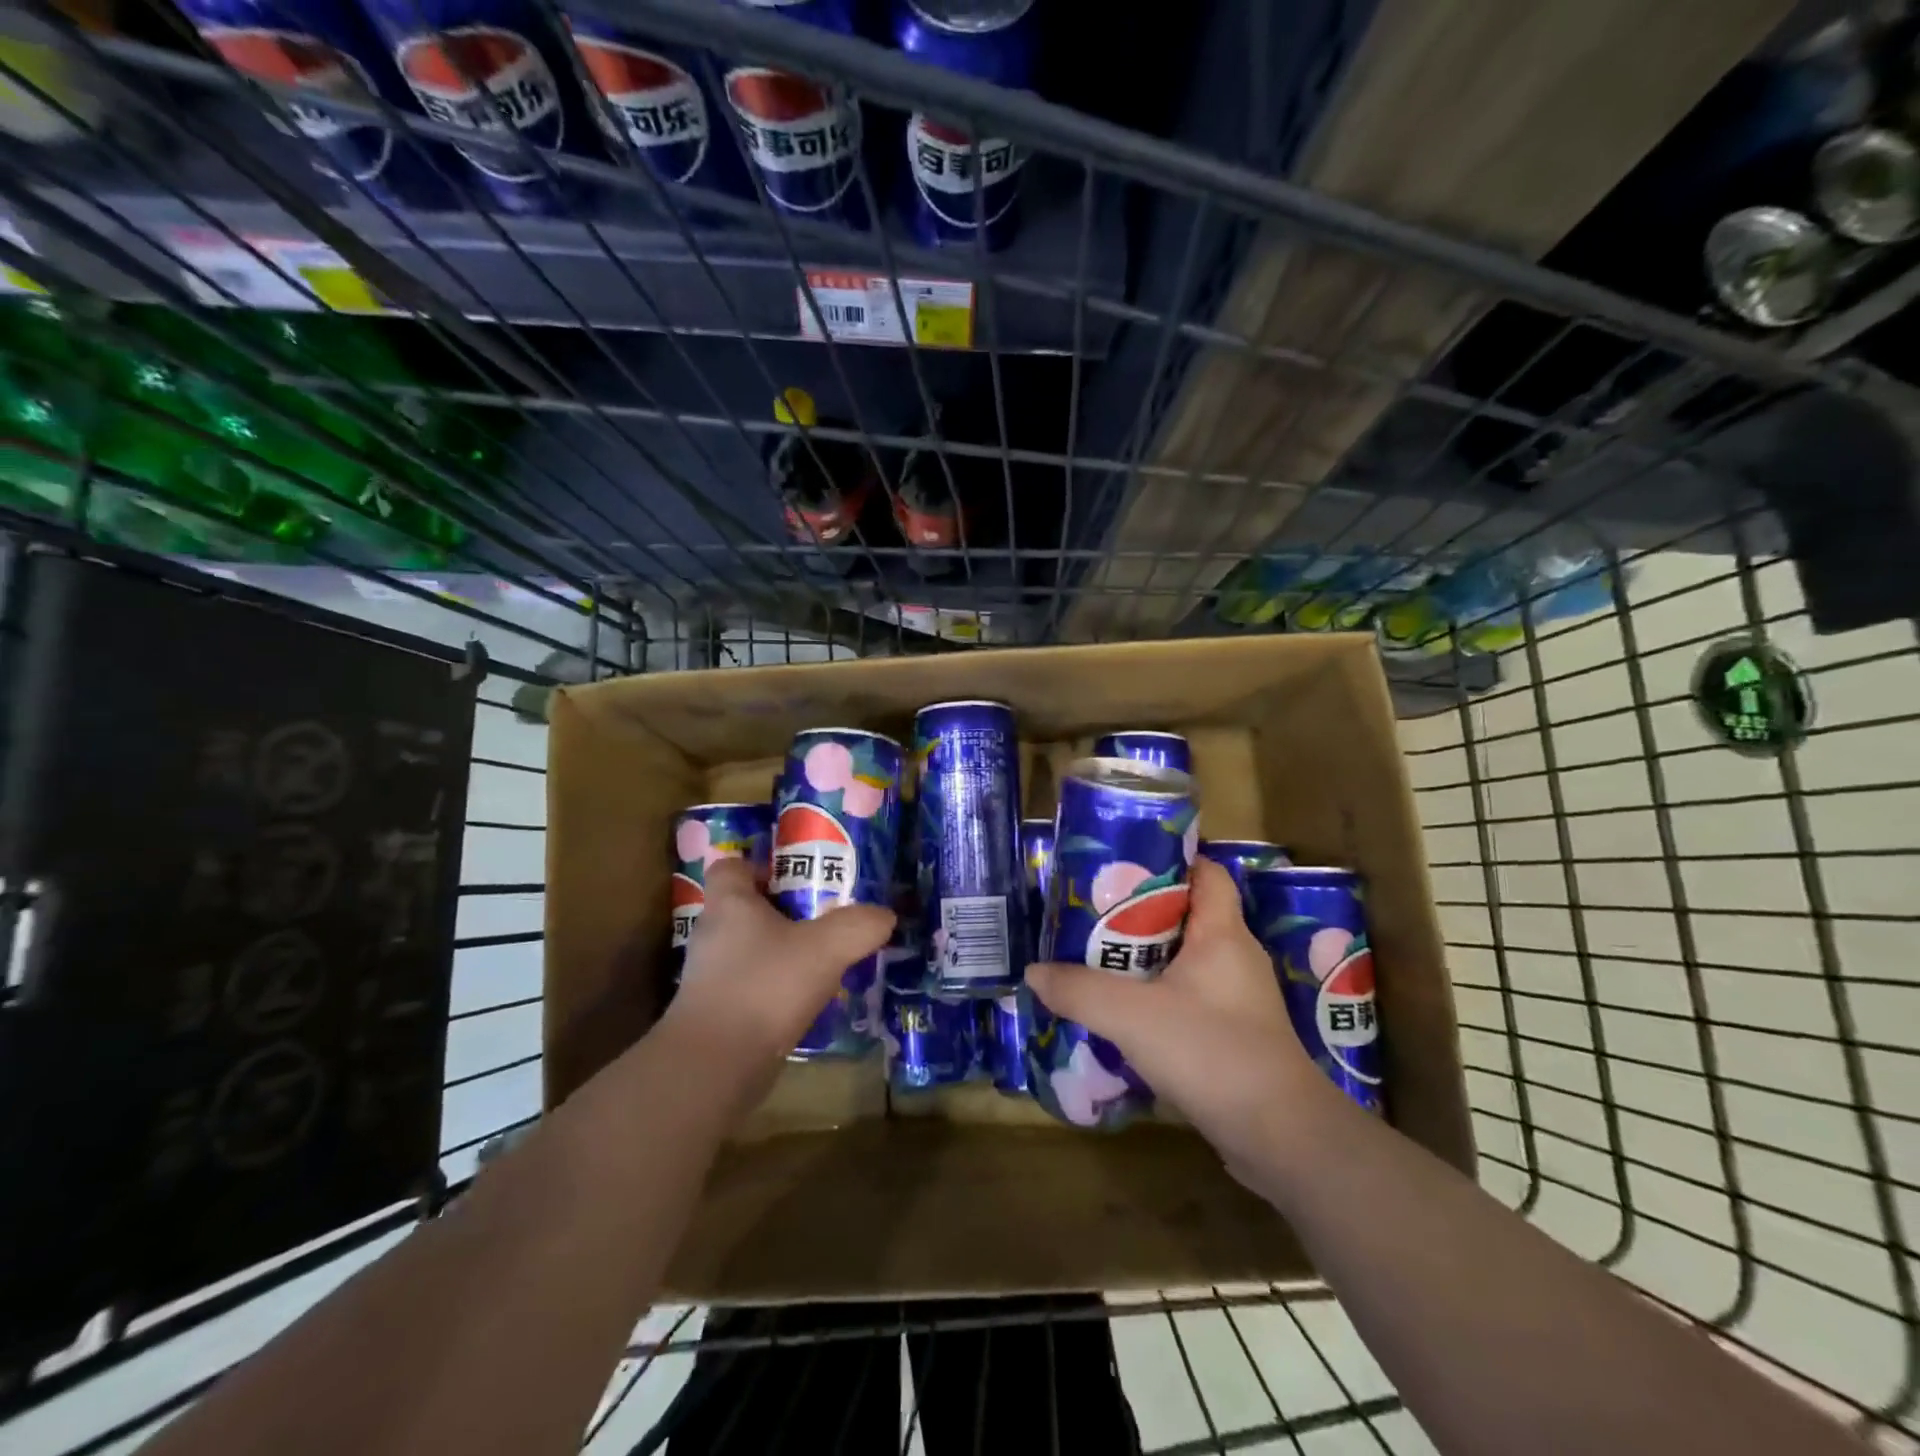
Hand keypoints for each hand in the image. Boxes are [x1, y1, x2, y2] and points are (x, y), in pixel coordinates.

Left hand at [655, 858, 894, 1119]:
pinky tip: (808, 999)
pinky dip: (776, 987)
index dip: (761, 865)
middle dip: (784, 910)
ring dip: (783, 951)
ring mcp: (711, 976)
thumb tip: (885, 915)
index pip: (731, 866)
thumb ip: (859, 926)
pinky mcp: (716, 1012)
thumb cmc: (764, 987)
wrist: (715, 1066)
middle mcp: (714, 934)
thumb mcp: (825, 949)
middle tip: (825, 916)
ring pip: (751, 948)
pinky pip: (751, 985)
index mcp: (730, 904)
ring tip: (824, 959)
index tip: (797, 877)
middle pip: (747, 907)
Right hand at [1025, 857, 1331, 1175]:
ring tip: (1096, 957)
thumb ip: (1078, 990)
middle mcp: (1235, 957)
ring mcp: (1238, 999)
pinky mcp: (1234, 1035)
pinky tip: (1122, 1011)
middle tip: (1091, 913)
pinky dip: (1156, 995)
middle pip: (1187, 914)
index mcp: (1223, 933)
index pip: (1207, 872)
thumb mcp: (1132, 1016)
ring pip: (1184, 960)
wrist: (1281, 1138)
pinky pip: (1188, 997)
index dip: (1169, 860)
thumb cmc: (1211, 1052)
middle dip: (1139, 911)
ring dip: (1144, 958)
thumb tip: (1034, 972)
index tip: (1122, 865)